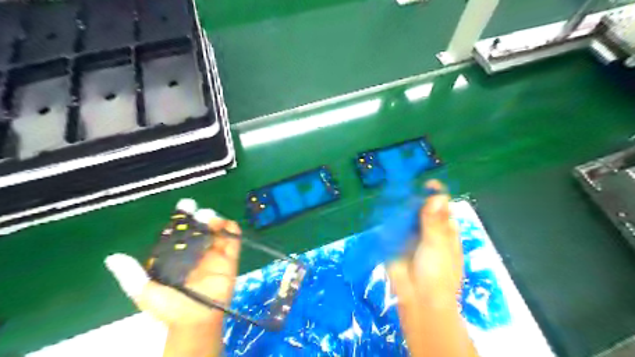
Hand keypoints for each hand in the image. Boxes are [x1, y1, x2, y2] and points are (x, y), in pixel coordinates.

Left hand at [104, 209, 241, 355]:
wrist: (195, 320)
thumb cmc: (170, 308)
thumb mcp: (146, 292)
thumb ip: (132, 275)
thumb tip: (112, 257)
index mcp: (178, 255)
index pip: (180, 232)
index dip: (182, 218)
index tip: (185, 205)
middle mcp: (197, 252)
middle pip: (200, 228)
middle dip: (201, 217)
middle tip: (200, 211)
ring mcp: (214, 254)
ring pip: (217, 231)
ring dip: (216, 221)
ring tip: (212, 218)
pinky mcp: (230, 259)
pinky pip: (233, 241)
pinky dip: (232, 230)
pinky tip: (227, 224)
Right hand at [388, 182, 475, 356]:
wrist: (418, 299)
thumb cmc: (437, 273)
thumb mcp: (438, 245)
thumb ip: (434, 221)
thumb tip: (437, 196)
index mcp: (446, 231)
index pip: (443, 207)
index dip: (436, 195)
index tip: (427, 184)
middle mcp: (429, 230)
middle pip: (423, 209)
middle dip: (415, 199)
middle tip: (405, 190)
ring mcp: (412, 235)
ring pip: (407, 216)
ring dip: (401, 207)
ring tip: (394, 195)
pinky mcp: (396, 242)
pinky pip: (393, 227)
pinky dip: (390, 219)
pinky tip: (385, 210)